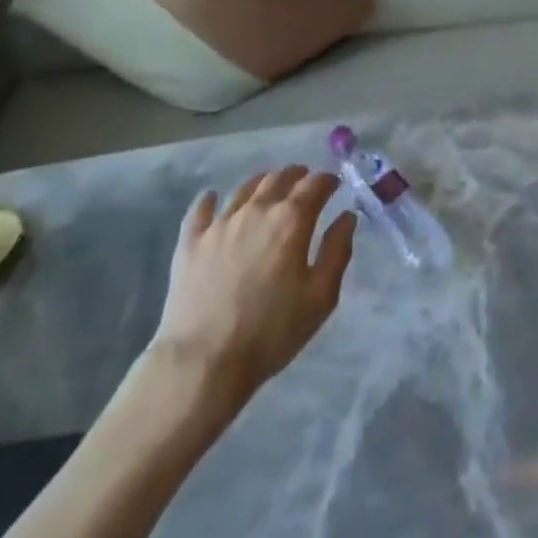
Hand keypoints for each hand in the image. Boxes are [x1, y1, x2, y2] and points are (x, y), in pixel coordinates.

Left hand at [150, 166, 356, 399]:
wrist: (203, 362)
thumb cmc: (270, 332)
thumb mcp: (320, 298)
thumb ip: (337, 251)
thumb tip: (346, 217)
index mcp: (291, 220)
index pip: (314, 185)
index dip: (327, 180)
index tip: (334, 184)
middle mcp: (256, 210)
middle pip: (279, 178)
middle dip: (297, 176)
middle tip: (305, 182)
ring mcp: (219, 223)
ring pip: (245, 188)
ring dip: (263, 182)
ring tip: (269, 186)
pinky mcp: (190, 241)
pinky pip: (200, 208)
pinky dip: (210, 198)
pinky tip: (212, 197)